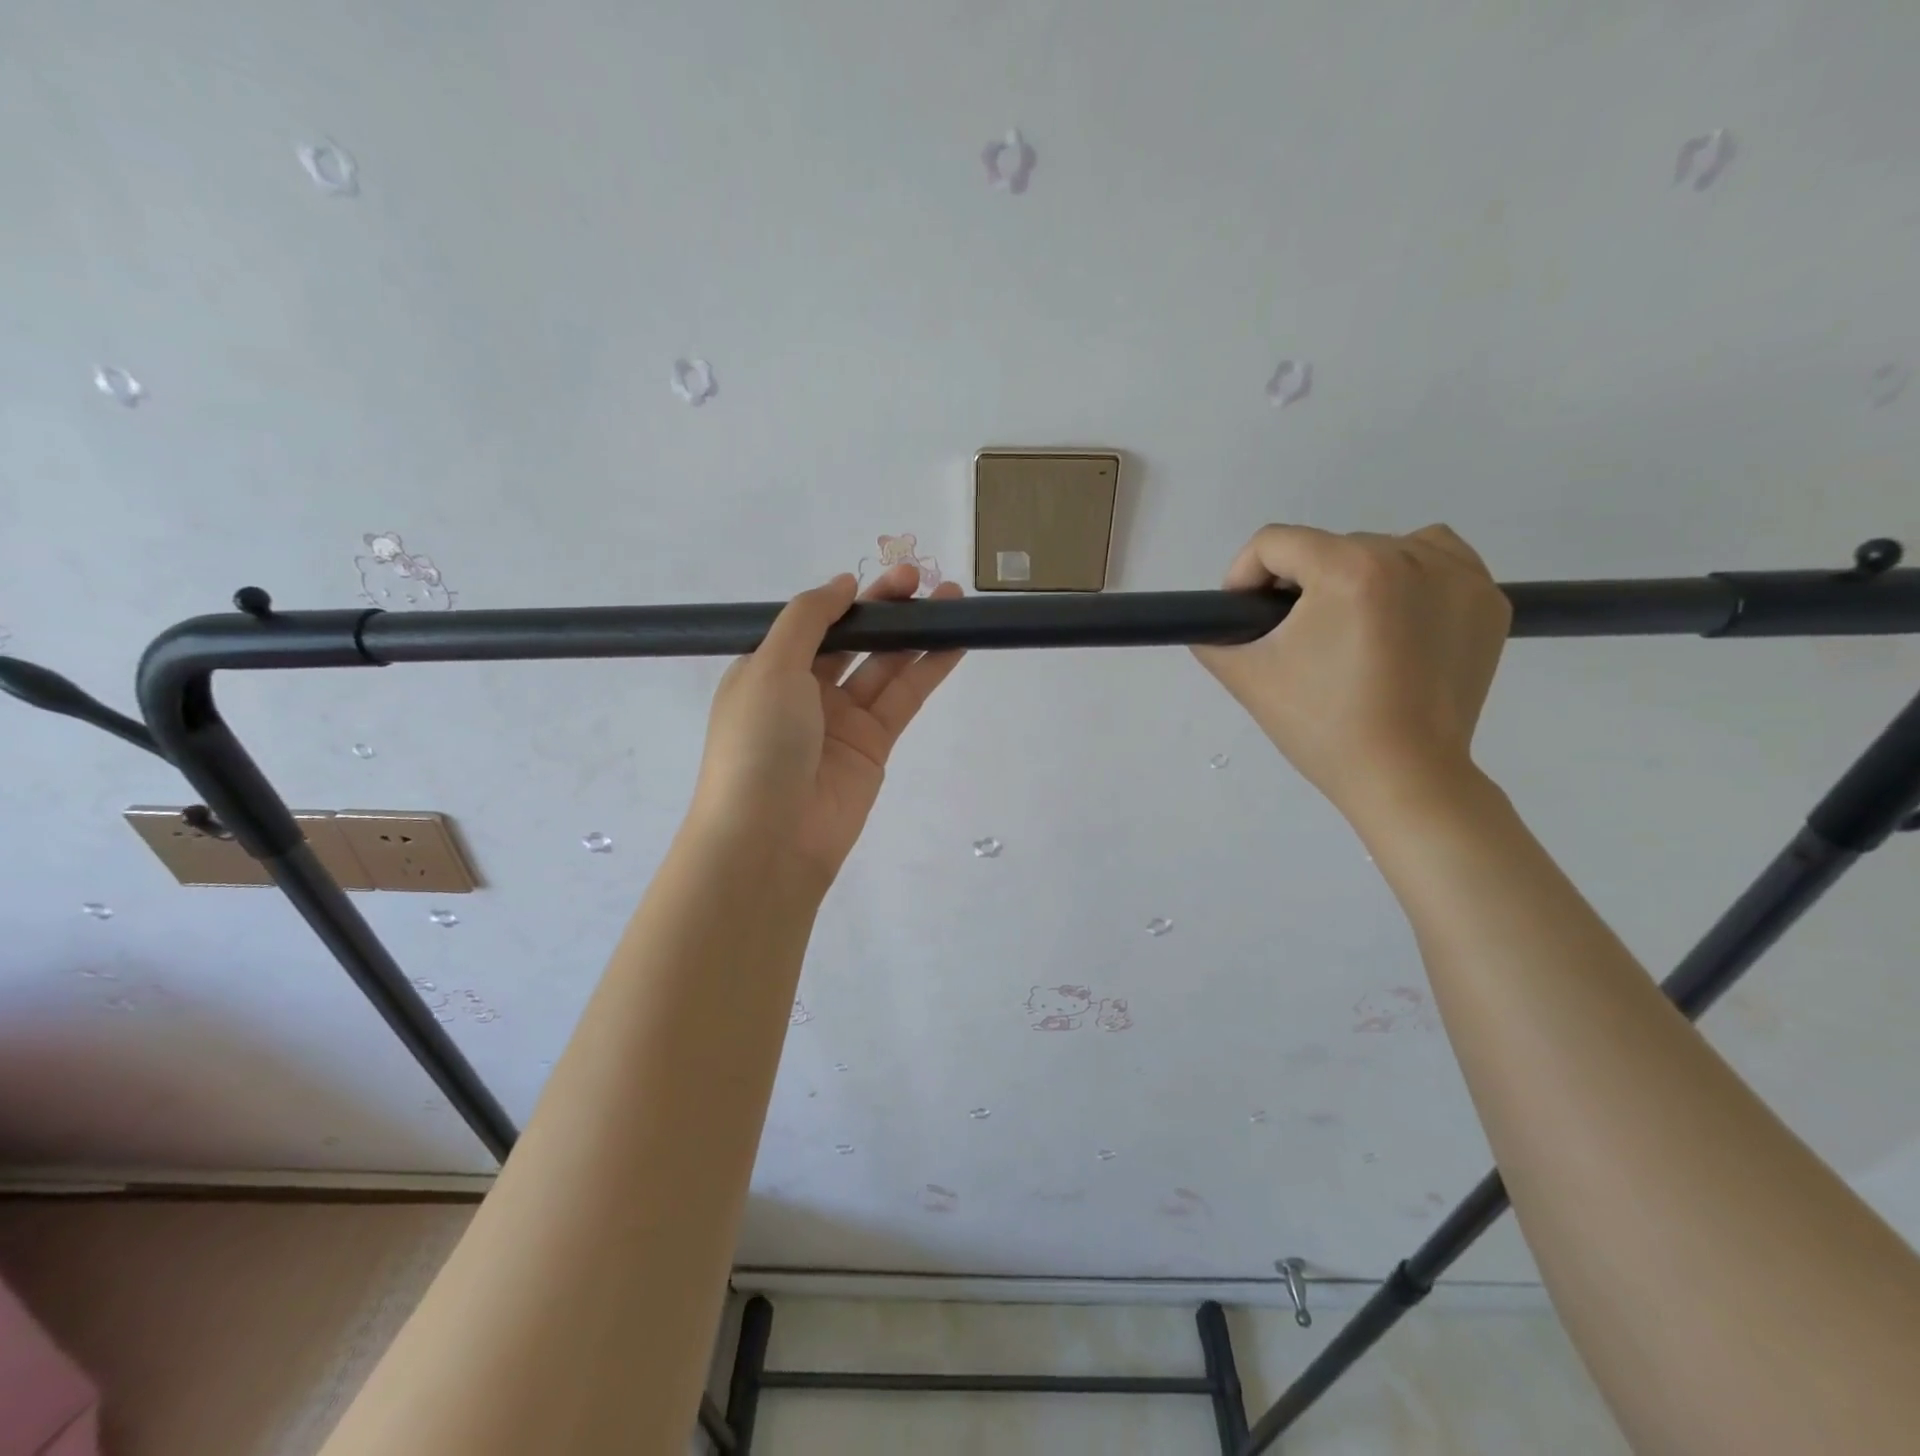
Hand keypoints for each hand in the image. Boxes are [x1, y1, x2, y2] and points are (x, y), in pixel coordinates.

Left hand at [688, 565, 964, 887]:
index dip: (849, 599)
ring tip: (953, 601)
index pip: (813, 623)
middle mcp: (804, 691)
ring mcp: (841, 720)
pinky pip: (903, 699)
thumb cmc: (758, 743)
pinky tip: (954, 641)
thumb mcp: (770, 666)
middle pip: (852, 639)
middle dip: (886, 610)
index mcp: (768, 669)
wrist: (770, 838)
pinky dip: (928, 670)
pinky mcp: (873, 746)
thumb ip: (808, 618)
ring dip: (916, 634)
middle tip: (923, 579)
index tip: (884, 579)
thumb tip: (842, 584)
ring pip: (884, 666)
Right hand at [1193, 524, 1510, 827]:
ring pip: (1381, 548)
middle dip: (1299, 585)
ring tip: (1347, 627)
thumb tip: (1216, 622)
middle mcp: (1409, 556)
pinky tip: (1395, 617)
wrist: (1404, 777)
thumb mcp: (1246, 677)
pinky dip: (1409, 576)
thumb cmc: (1321, 726)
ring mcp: (1458, 576)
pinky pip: (1437, 560)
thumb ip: (1214, 636)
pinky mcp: (1487, 601)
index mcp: (1348, 570)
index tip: (1245, 616)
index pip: (1274, 543)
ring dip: (1352, 576)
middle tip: (1295, 639)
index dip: (1244, 576)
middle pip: (1327, 547)